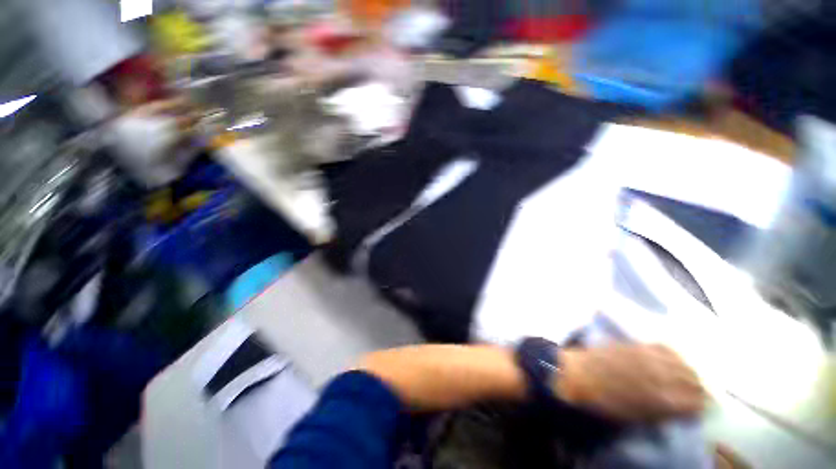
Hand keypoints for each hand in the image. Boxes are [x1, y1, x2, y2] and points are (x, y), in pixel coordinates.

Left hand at [555, 344, 704, 421]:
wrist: (575, 374)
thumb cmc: (602, 403)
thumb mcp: (636, 418)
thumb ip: (663, 413)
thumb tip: (682, 409)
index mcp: (661, 400)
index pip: (696, 402)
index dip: (702, 405)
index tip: (705, 406)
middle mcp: (660, 376)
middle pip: (692, 379)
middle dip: (700, 386)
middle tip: (702, 391)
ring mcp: (648, 358)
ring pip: (681, 361)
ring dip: (689, 369)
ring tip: (691, 374)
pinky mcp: (634, 345)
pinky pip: (662, 347)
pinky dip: (673, 353)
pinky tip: (674, 356)